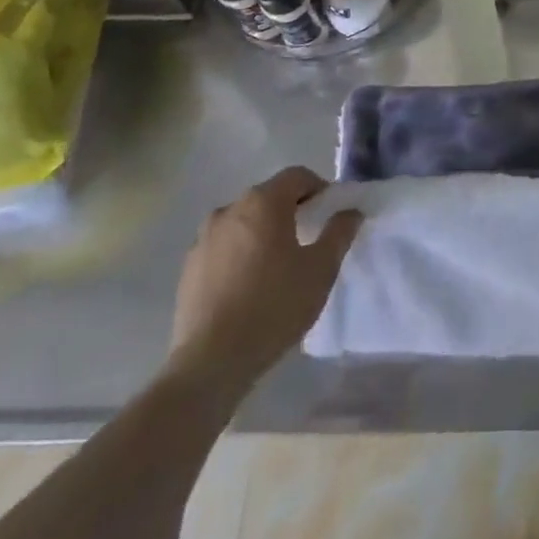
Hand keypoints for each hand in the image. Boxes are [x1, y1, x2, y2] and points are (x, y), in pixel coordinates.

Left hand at [167, 167, 361, 400]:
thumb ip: (339, 232)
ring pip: (243, 222)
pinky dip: (239, 254)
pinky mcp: (188, 268)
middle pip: (268, 197)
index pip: (297, 176)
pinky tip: (248, 286)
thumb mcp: (321, 269)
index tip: (330, 215)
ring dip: (262, 232)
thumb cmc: (274, 306)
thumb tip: (350, 211)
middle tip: (308, 240)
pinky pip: (223, 247)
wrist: (211, 362)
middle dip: (291, 211)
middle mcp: (229, 209)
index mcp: (263, 202)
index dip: (319, 189)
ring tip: (277, 266)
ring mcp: (203, 239)